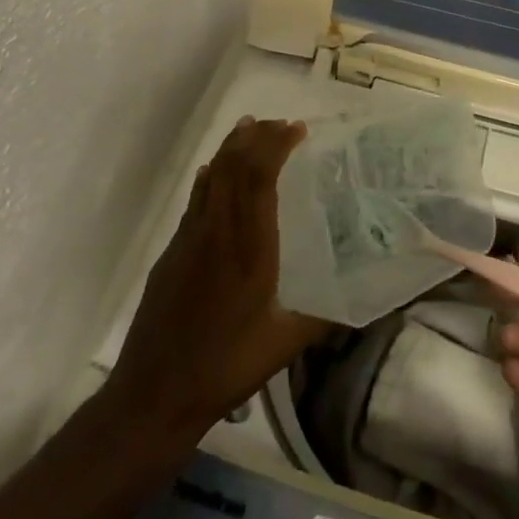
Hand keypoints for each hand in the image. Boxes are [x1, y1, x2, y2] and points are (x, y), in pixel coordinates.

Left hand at [106, 118, 327, 440]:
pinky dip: (210, 176)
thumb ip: (325, 316)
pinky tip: (213, 173)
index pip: (259, 177)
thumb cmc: (225, 367)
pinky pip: (195, 199)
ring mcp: (188, 239)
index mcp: (248, 247)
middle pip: (232, 166)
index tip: (297, 129)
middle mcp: (216, 231)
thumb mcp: (285, 344)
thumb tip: (365, 300)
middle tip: (281, 124)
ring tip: (251, 129)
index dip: (276, 145)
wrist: (153, 394)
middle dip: (257, 137)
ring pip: (210, 177)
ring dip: (231, 148)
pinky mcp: (171, 253)